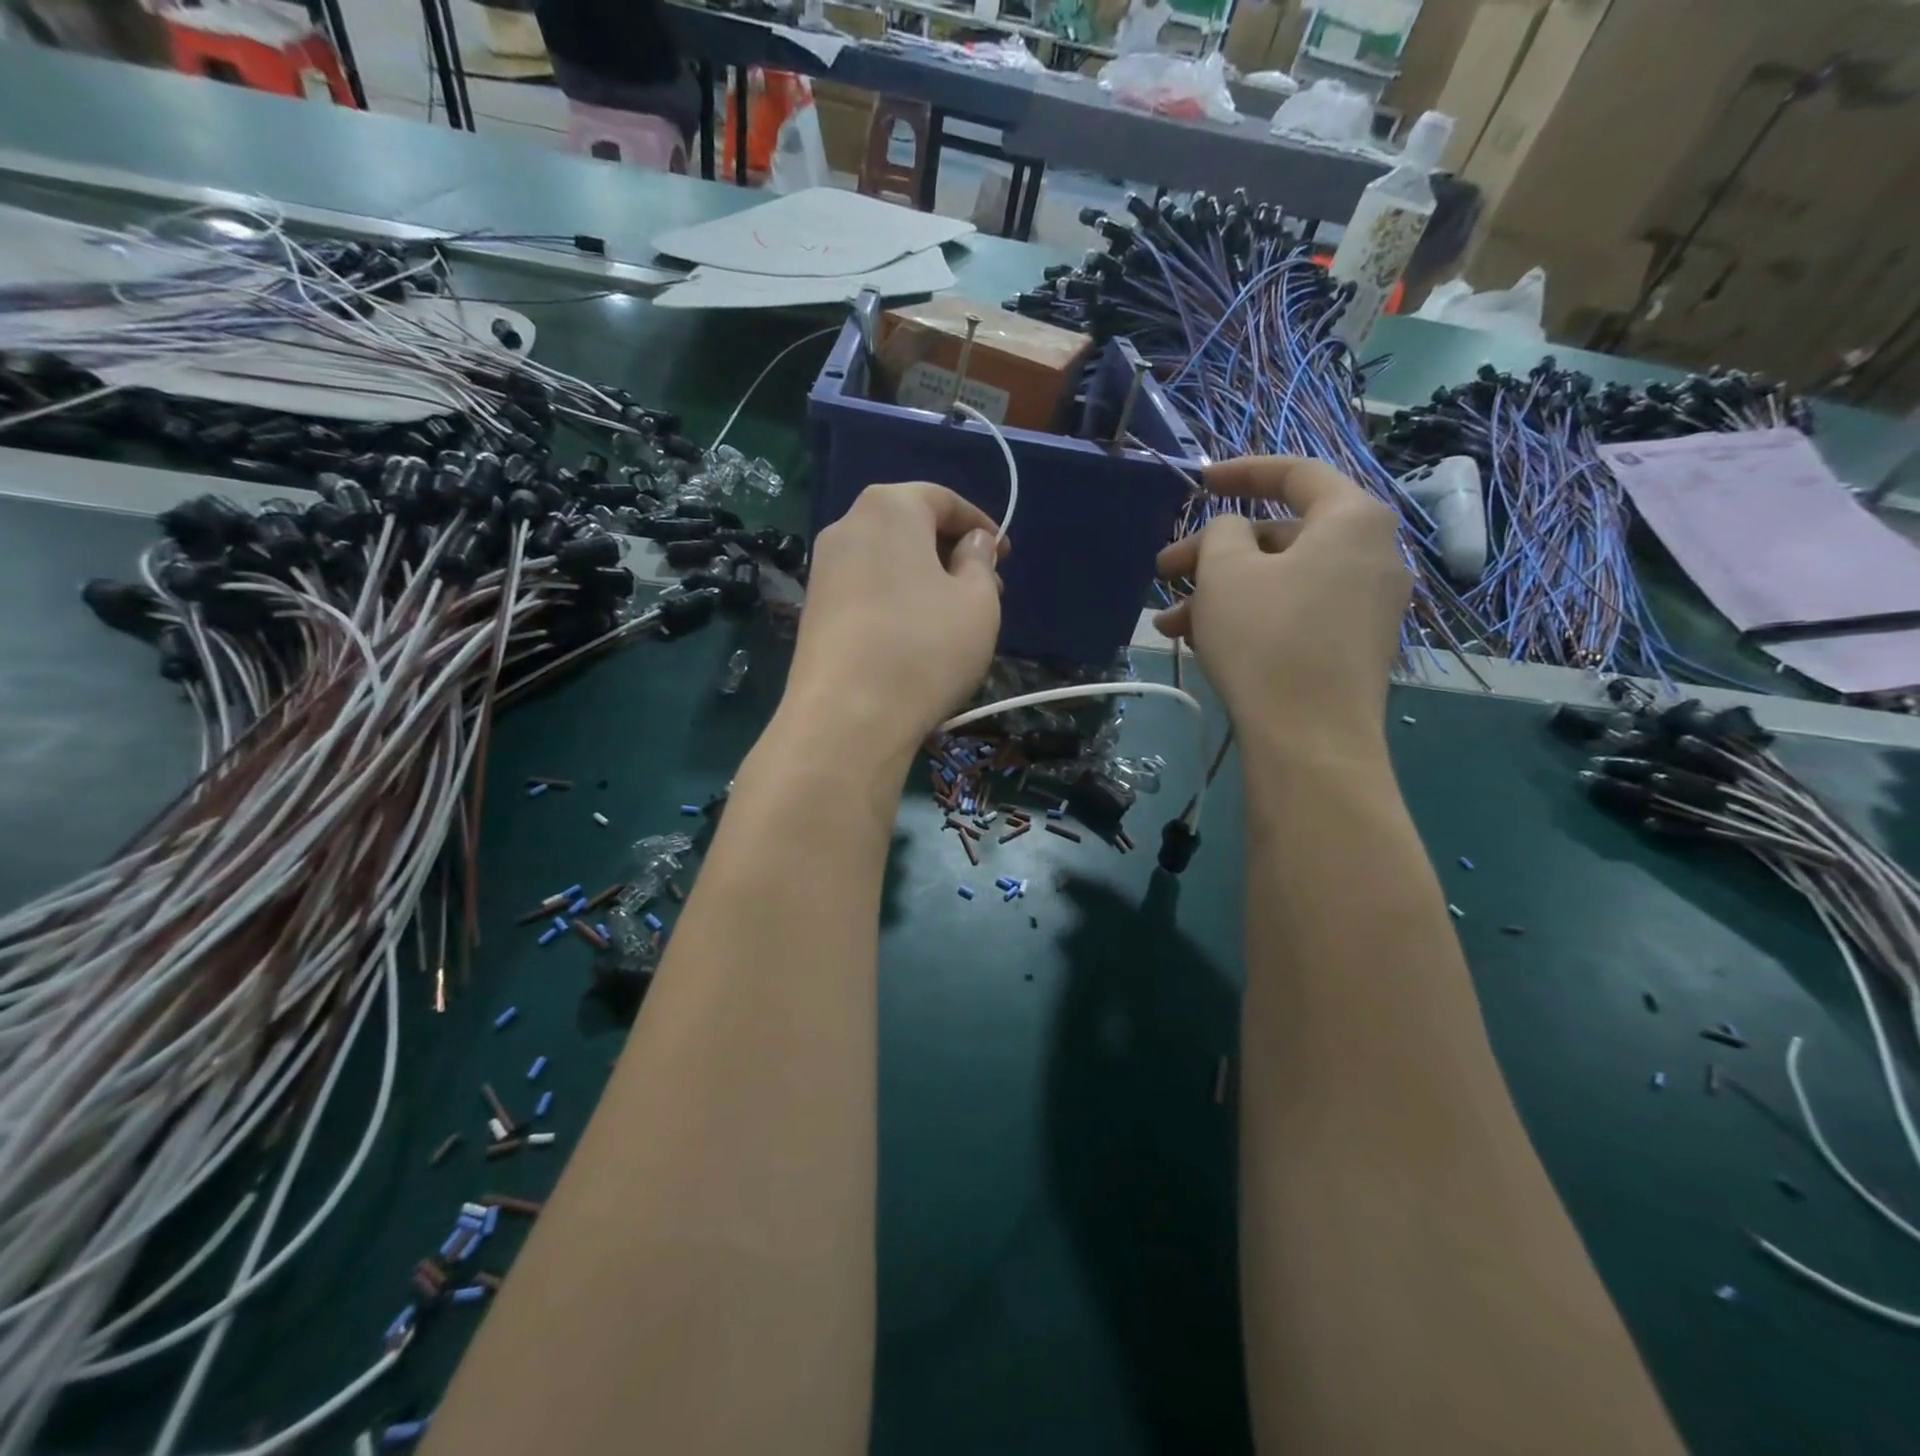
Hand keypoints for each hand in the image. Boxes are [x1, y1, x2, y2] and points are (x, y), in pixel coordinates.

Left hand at [784, 482, 1005, 763]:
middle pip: (909, 527)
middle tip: (985, 590)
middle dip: (951, 553)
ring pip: (887, 561)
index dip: (980, 525)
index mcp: (889, 508)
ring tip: (953, 619)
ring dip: (924, 580)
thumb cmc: (924, 648)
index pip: (942, 499)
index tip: (1005, 554)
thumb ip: (979, 561)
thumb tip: (971, 543)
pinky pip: (866, 590)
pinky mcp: (813, 611)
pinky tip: (915, 638)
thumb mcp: (978, 601)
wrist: (846, 718)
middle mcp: (846, 527)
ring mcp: (823, 570)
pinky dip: (896, 601)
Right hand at [1154, 456, 1408, 748]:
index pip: (1296, 473)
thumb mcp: (1226, 573)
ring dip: (1220, 595)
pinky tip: (1203, 644)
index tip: (1198, 483)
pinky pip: (1294, 614)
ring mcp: (1367, 606)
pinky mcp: (1353, 648)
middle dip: (1213, 554)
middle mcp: (1372, 555)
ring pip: (1280, 582)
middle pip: (1280, 536)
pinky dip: (1249, 619)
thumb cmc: (1267, 640)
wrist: (1311, 740)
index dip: (1241, 472)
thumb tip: (1233, 533)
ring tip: (1168, 626)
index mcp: (1352, 519)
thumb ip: (1222, 532)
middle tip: (1163, 572)